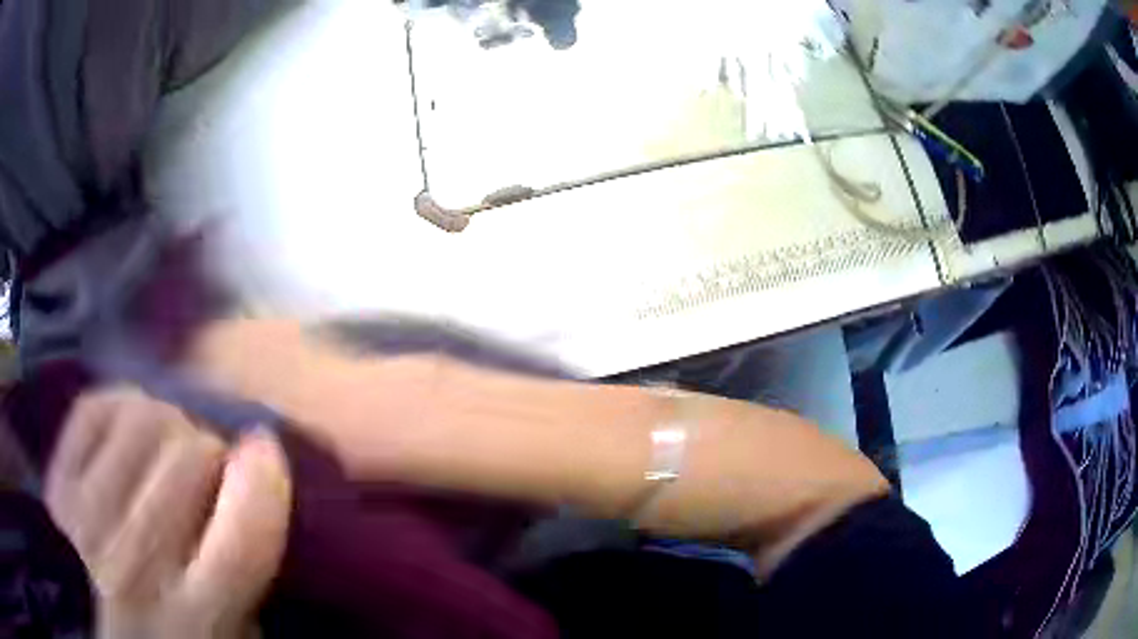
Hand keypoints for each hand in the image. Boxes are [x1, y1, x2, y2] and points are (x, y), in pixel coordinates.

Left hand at [45, 387, 290, 638]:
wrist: (127, 635)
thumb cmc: (192, 628)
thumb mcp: (244, 615)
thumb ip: (253, 552)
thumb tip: (260, 462)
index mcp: (200, 619)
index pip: (243, 535)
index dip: (263, 479)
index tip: (264, 452)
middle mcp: (138, 573)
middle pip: (188, 454)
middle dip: (207, 451)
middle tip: (205, 472)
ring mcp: (87, 527)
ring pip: (141, 417)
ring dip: (163, 425)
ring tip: (163, 454)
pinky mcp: (58, 490)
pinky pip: (95, 408)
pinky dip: (116, 409)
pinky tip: (124, 442)